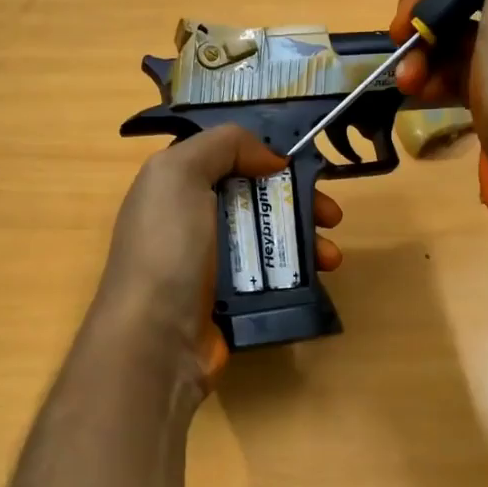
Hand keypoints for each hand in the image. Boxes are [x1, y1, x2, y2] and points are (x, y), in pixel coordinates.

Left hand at [94, 125, 342, 389]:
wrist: (155, 340)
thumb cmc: (167, 249)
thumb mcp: (180, 175)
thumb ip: (224, 146)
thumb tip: (270, 158)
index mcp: (174, 189)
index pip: (226, 162)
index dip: (265, 159)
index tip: (302, 168)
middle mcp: (192, 223)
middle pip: (256, 201)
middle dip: (298, 203)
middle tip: (332, 216)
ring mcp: (211, 266)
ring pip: (268, 241)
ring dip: (306, 242)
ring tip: (331, 257)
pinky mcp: (231, 302)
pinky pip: (271, 278)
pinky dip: (298, 274)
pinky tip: (320, 278)